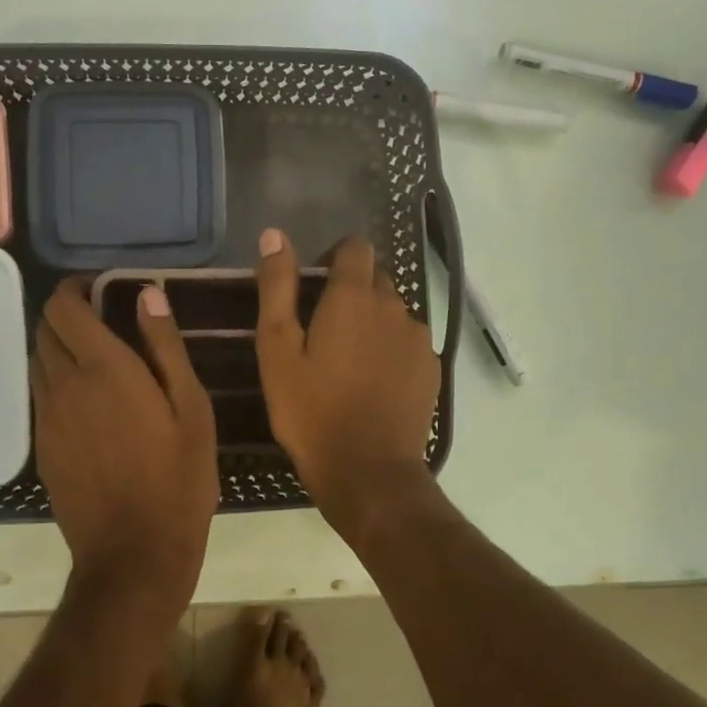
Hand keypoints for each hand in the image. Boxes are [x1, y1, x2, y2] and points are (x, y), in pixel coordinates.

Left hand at [31, 279, 218, 611]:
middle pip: (44, 329)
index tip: (101, 289)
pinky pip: (40, 395)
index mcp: (103, 368)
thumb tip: (147, 293)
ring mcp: (47, 417)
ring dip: (58, 346)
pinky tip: (88, 401)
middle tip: (103, 320)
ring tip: (96, 358)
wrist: (134, 553)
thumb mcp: (191, 407)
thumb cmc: (178, 477)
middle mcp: (64, 384)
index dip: (75, 288)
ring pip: (37, 361)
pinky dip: (56, 379)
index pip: (63, 307)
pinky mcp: (41, 446)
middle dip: (66, 314)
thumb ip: (165, 345)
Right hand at [254, 230, 441, 539]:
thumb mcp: (277, 349)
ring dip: (372, 323)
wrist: (368, 472)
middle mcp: (394, 306)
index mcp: (354, 297)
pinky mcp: (431, 368)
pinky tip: (372, 384)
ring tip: (346, 363)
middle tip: (321, 333)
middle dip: (350, 293)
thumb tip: (275, 235)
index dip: (334, 257)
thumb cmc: (312, 411)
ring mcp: (418, 338)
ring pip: (393, 312)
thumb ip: (277, 287)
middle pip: (375, 279)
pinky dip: (390, 350)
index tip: (313, 286)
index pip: (356, 247)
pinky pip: (408, 342)